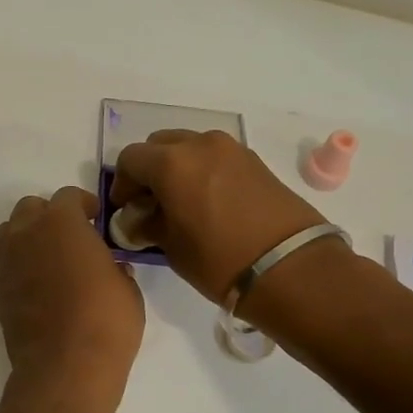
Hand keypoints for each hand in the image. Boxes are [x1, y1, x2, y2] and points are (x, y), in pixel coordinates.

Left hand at [0, 187, 143, 411]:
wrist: (64, 369)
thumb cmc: (106, 322)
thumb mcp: (127, 289)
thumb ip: (115, 267)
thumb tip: (111, 267)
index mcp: (61, 223)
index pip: (68, 196)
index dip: (85, 204)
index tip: (97, 219)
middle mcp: (27, 235)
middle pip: (30, 208)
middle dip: (51, 215)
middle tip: (73, 236)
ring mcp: (7, 263)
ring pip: (11, 232)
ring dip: (29, 236)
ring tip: (51, 257)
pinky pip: (7, 264)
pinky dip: (21, 265)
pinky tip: (40, 287)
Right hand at [108, 130, 326, 302]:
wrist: (291, 268)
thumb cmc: (219, 260)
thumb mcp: (172, 247)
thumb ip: (148, 224)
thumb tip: (136, 219)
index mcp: (171, 163)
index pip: (130, 159)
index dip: (122, 184)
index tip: (125, 208)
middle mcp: (199, 144)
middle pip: (159, 145)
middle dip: (149, 169)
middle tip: (150, 202)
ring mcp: (231, 149)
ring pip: (189, 146)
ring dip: (177, 167)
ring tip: (180, 201)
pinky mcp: (254, 161)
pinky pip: (215, 156)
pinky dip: (202, 170)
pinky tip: (207, 201)